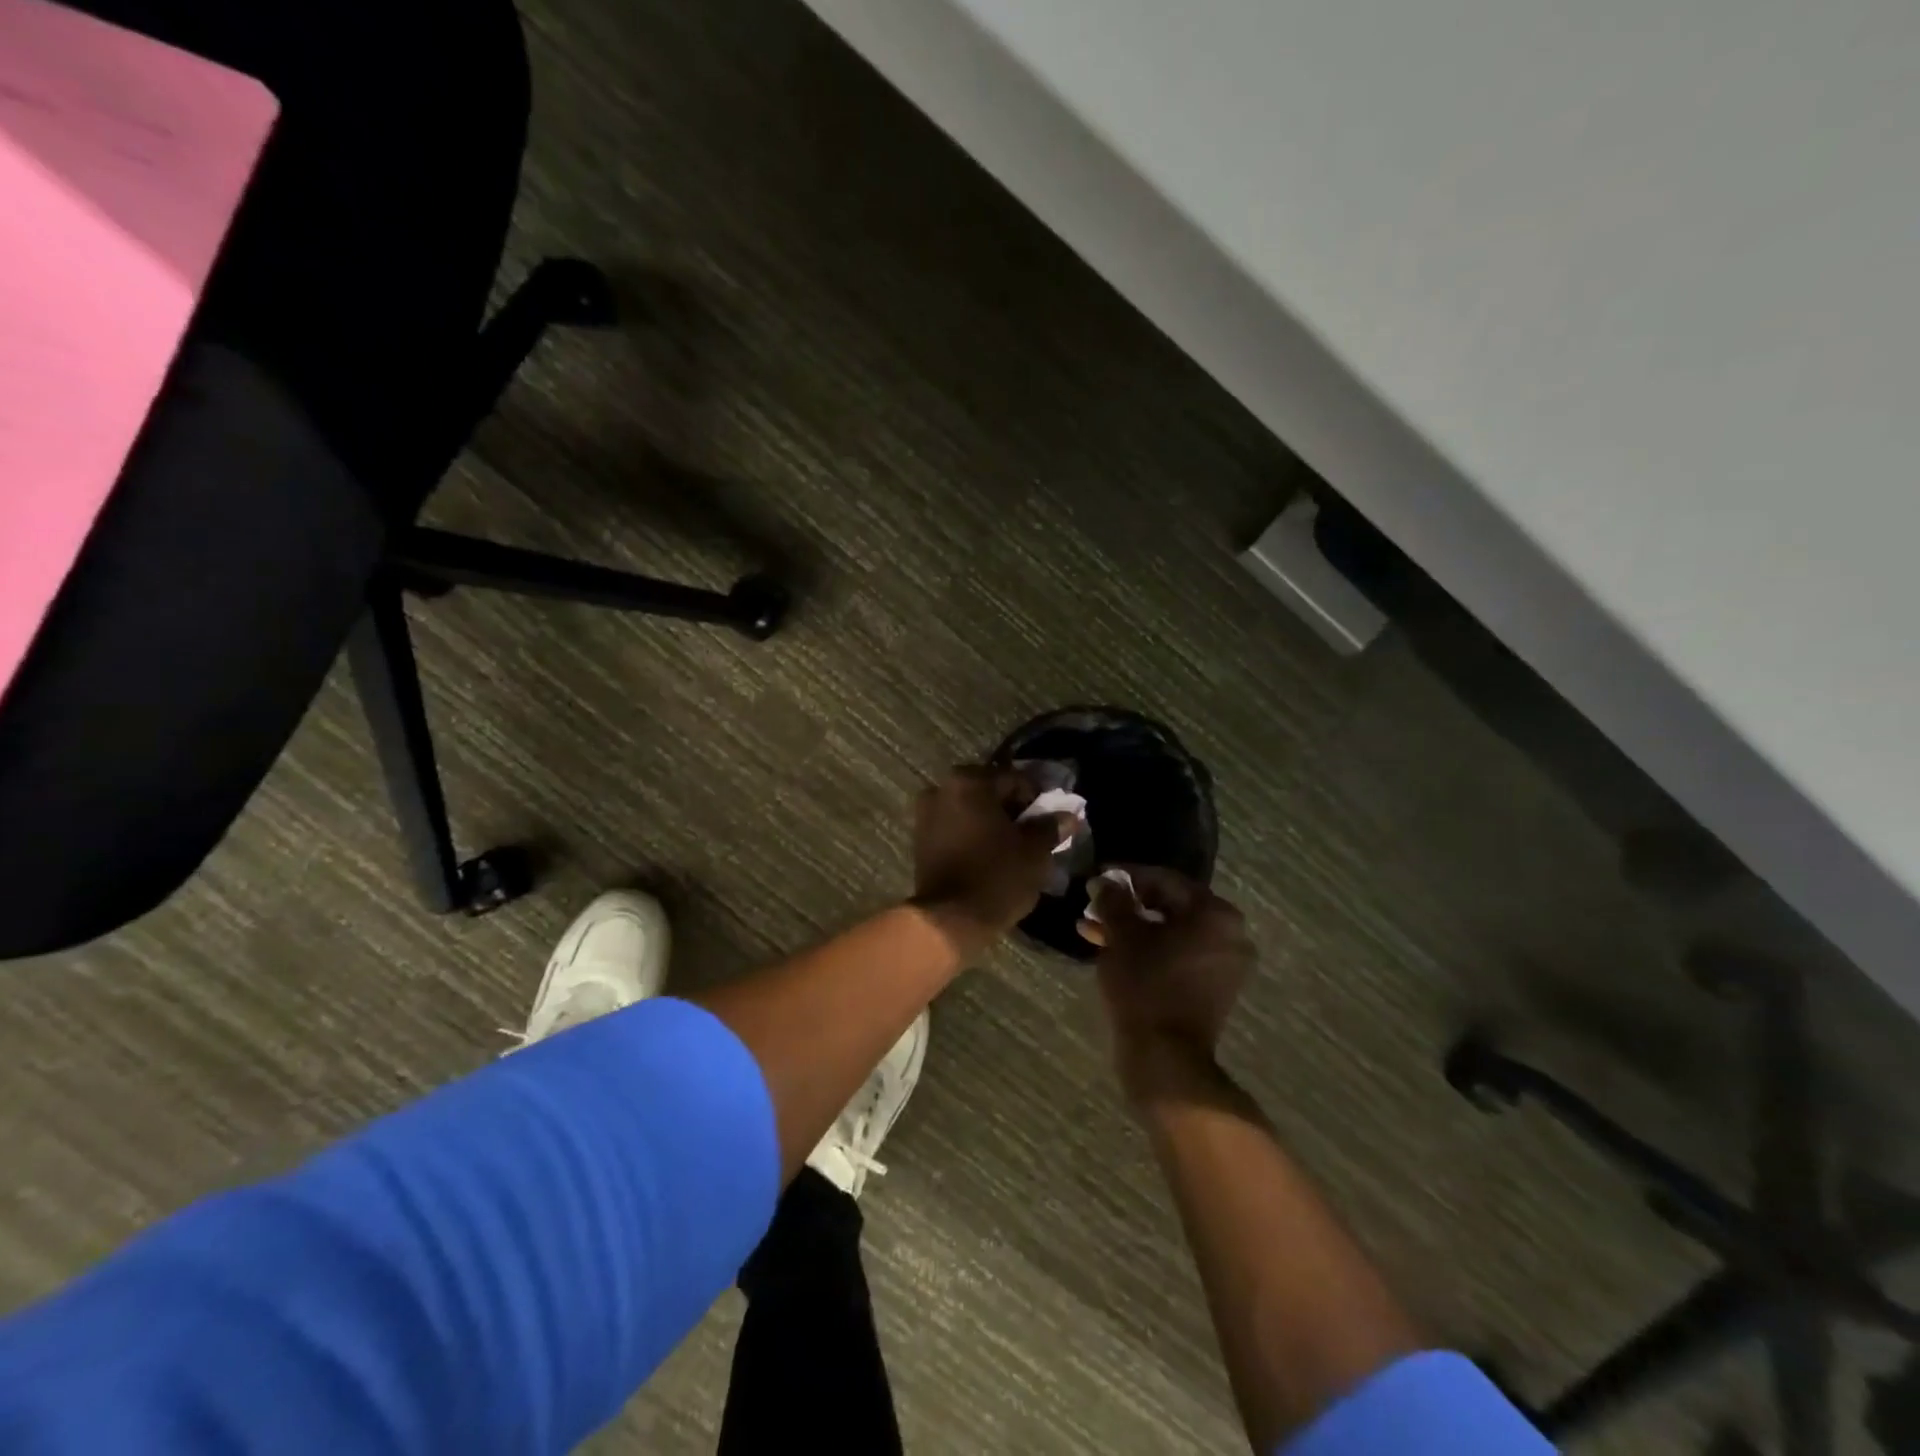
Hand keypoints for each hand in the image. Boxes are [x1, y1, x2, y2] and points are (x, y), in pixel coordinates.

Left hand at [909, 766, 1071, 957]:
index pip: (1015, 779)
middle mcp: (942, 788)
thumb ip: (1050, 827)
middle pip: (989, 792)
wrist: (950, 919)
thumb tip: (1067, 817)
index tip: (1050, 819)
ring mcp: (926, 813)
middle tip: (1033, 832)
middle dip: (1012, 809)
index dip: (1037, 798)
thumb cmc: (997, 877)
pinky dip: (973, 834)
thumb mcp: (1034, 852)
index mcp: (970, 782)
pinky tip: (989, 854)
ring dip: (991, 821)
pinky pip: (955, 826)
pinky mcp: (920, 838)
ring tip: (1012, 846)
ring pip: (970, 809)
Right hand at [1085, 868, 1254, 1100]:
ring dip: (1133, 929)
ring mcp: (1225, 964)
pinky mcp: (1213, 989)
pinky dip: (1149, 950)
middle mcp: (1230, 934)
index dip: (1127, 876)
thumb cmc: (1145, 985)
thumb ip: (1113, 901)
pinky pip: (1178, 955)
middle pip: (1170, 906)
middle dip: (1128, 905)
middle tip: (1095, 904)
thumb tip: (1105, 882)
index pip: (1165, 880)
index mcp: (1215, 913)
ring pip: (1171, 933)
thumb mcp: (1122, 935)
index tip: (1098, 876)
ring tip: (1093, 929)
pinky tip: (1112, 950)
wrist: (1165, 1057)